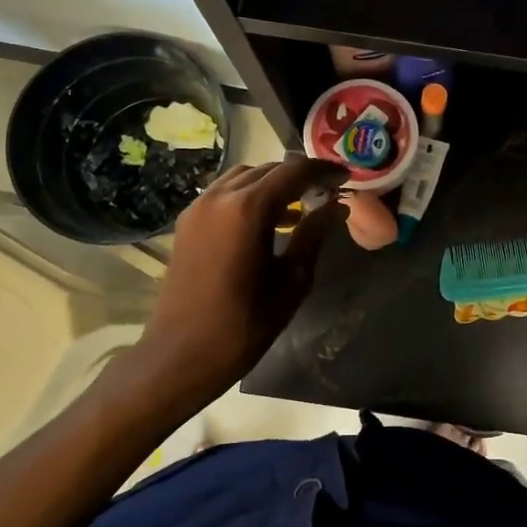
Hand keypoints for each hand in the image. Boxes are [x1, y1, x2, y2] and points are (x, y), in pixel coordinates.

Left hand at [141, 157, 349, 393]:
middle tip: (326, 192)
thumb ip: (314, 235)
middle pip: (268, 170)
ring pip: (244, 177)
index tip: (345, 178)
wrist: (180, 356)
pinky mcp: (187, 222)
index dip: (323, 170)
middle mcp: (220, 197)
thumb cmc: (244, 325)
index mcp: (248, 209)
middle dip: (299, 175)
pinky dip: (249, 195)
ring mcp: (198, 207)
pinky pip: (224, 193)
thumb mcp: (291, 281)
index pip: (293, 172)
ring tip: (298, 205)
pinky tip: (266, 221)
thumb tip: (338, 207)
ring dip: (273, 183)